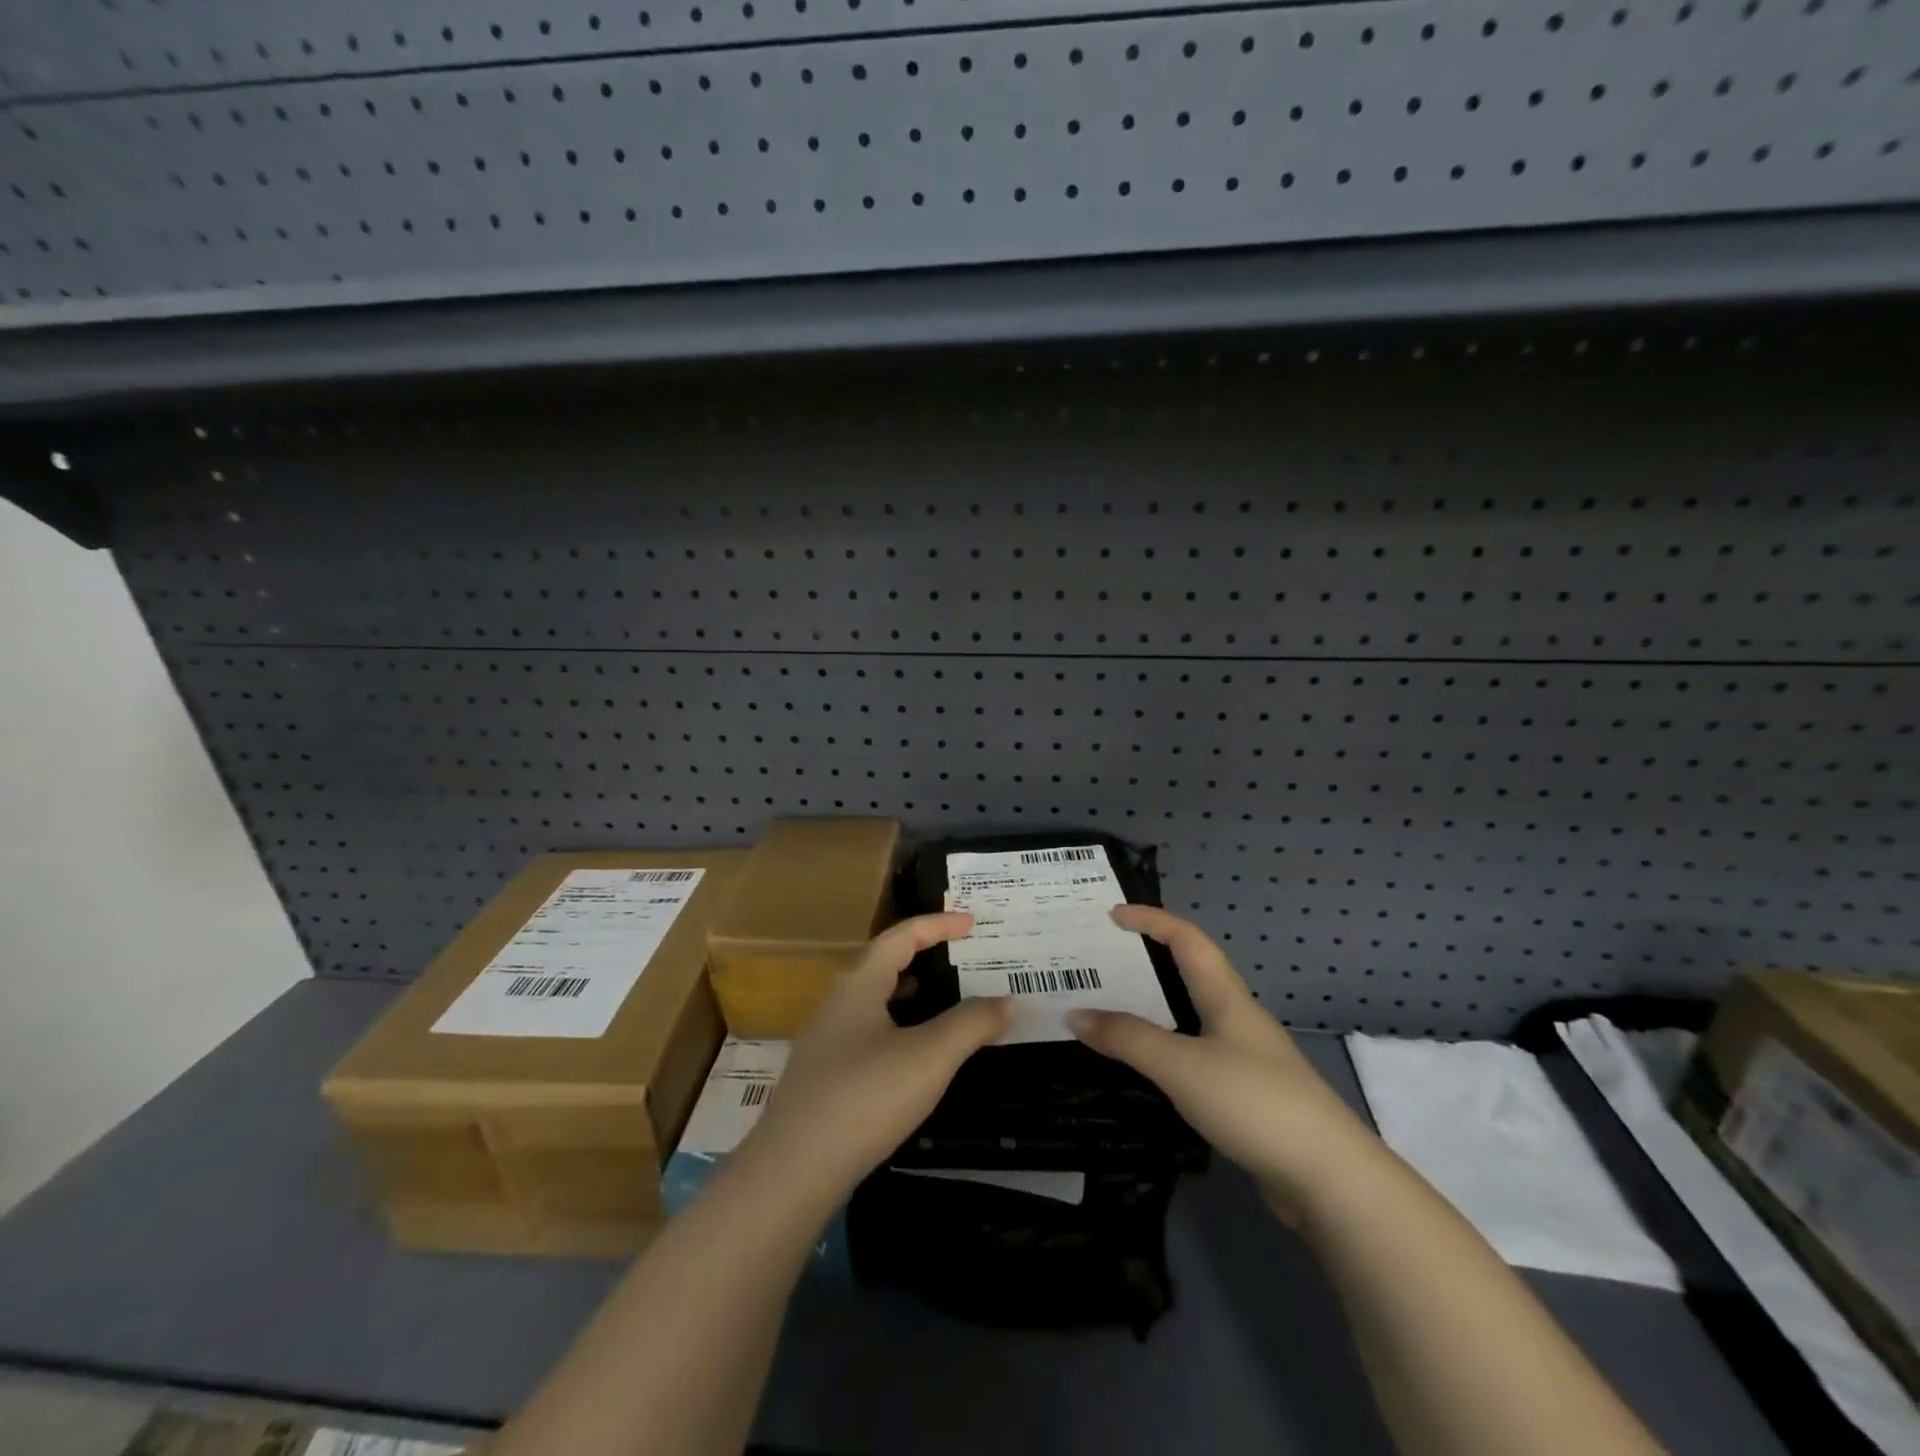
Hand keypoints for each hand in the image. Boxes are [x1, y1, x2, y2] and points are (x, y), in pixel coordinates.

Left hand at [738, 913, 1012, 1205]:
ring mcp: (826, 1038)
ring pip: (874, 997)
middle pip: (884, 961)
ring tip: (945, 996)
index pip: (901, 935)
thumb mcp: (929, 1057)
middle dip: (924, 953)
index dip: (938, 924)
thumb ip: (971, 1024)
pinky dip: (898, 1022)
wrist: (792, 1170)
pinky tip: (913, 1051)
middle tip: (962, 955)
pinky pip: (868, 1028)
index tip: (972, 923)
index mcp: (859, 983)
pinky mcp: (824, 1073)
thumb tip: (1008, 1001)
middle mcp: (838, 1000)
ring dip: (910, 989)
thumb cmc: (865, 1097)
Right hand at [1067, 906, 1381, 1218]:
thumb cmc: (1253, 1102)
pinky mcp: (1246, 1095)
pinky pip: (1194, 1052)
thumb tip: (1074, 1014)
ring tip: (1111, 1008)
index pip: (1186, 939)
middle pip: (1190, 972)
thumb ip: (1127, 1038)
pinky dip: (1164, 1046)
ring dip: (1153, 1005)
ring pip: (1191, 1015)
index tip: (1112, 915)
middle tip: (1102, 961)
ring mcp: (1245, 1058)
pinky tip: (1145, 1065)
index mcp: (1226, 997)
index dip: (1151, 919)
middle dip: (1148, 959)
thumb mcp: (1181, 1065)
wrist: (1330, 1179)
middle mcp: (1237, 1018)